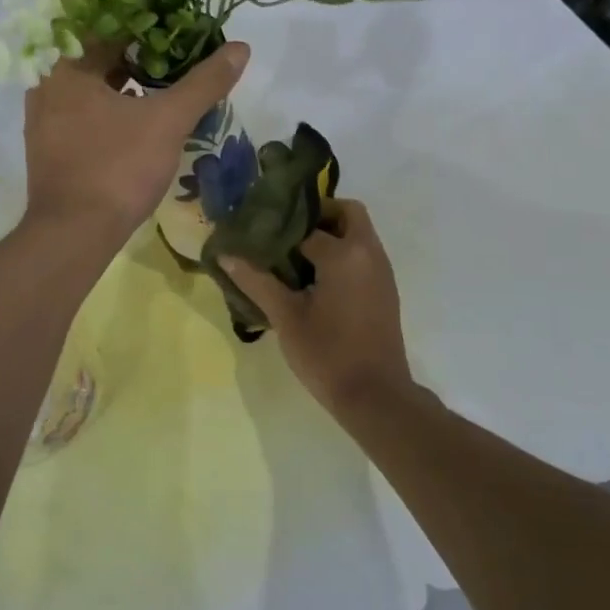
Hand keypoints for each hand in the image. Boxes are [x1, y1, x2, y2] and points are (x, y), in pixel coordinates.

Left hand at [22, 40, 250, 242]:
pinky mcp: (50, 149)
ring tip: (162, 82)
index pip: (107, 27)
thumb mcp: (168, 121)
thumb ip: (204, 82)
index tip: (177, 26)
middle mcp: (46, 87)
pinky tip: (138, 119)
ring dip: (123, 81)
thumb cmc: (118, 167)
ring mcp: (43, 120)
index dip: (145, 24)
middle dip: (136, 53)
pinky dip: (110, 108)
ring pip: (90, 87)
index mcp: (66, 68)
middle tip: (176, 52)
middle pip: (96, 56)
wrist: (74, 235)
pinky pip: (83, 113)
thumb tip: (240, 48)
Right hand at [221, 199, 410, 410]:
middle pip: (347, 213)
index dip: (280, 227)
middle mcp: (369, 253)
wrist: (375, 396)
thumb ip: (256, 281)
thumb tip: (225, 255)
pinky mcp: (385, 289)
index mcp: (345, 254)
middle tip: (284, 233)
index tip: (258, 232)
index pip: (307, 224)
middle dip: (317, 215)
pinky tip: (313, 280)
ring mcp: (382, 271)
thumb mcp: (286, 317)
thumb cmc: (328, 353)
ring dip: (330, 234)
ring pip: (357, 233)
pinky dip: (342, 253)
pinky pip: (363, 254)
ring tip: (292, 256)